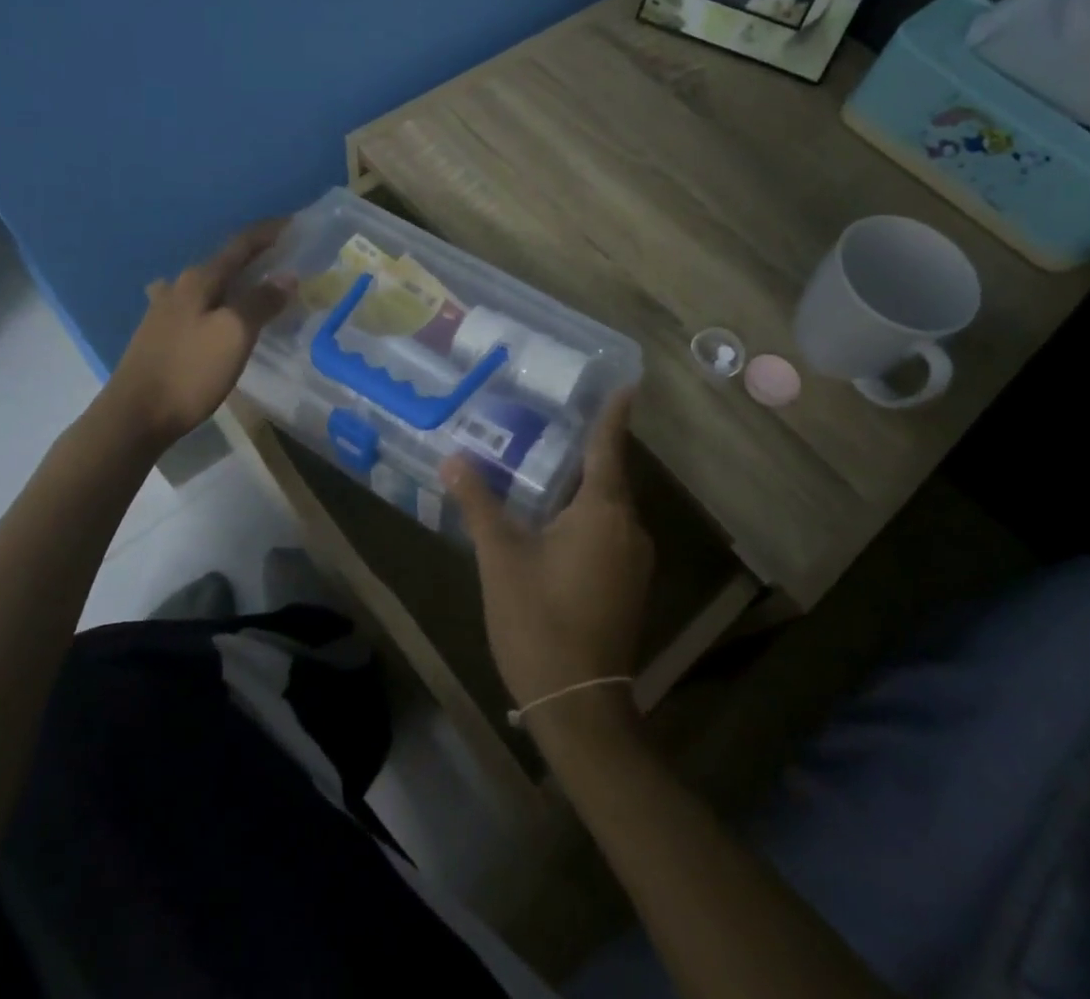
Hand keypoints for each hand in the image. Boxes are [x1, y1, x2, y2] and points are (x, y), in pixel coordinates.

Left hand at [101, 221, 292, 448]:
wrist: (135, 415)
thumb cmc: (189, 371)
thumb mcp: (235, 334)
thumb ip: (262, 302)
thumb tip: (287, 276)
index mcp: (199, 280)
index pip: (240, 245)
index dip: (268, 233)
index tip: (293, 224)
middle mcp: (179, 287)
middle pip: (223, 263)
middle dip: (254, 258)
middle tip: (284, 260)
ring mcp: (164, 311)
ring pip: (208, 285)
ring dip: (233, 281)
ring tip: (254, 286)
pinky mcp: (159, 335)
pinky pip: (196, 306)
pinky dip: (216, 303)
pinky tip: (213, 313)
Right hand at [443, 390, 651, 724]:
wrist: (579, 704)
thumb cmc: (539, 620)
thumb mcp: (500, 558)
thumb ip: (479, 504)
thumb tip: (454, 459)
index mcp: (603, 512)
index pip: (609, 448)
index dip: (614, 415)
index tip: (626, 385)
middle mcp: (629, 529)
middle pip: (611, 476)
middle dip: (590, 450)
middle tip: (559, 422)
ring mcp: (635, 561)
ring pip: (611, 508)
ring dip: (586, 487)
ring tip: (550, 466)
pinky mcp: (632, 586)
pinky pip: (612, 533)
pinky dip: (590, 516)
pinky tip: (558, 522)